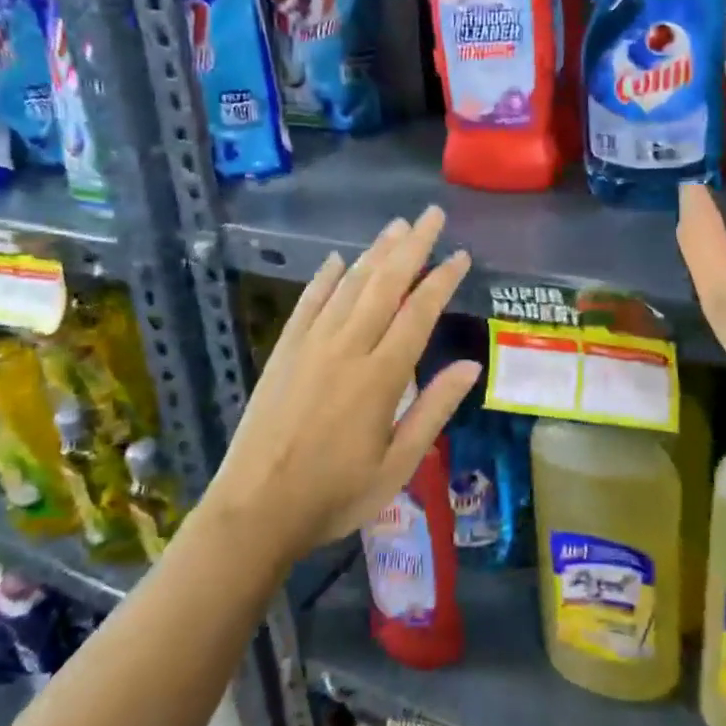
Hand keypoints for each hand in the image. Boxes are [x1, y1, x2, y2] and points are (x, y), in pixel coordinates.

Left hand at [207, 206, 481, 561]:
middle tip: (431, 215)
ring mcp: (310, 346)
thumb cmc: (335, 494)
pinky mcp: (283, 352)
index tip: (460, 255)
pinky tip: (336, 259)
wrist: (255, 510)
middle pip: (384, 285)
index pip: (418, 314)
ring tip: (397, 226)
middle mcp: (346, 349)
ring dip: (374, 253)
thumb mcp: (399, 465)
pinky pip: (307, 303)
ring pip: (348, 286)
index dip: (441, 280)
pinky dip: (323, 278)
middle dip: (411, 246)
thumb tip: (471, 366)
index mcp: (380, 377)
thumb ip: (434, 410)